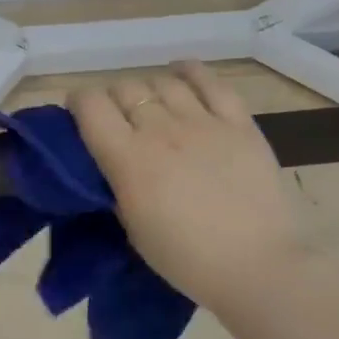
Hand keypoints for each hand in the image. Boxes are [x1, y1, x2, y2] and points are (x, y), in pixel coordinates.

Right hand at [69, 61, 304, 315]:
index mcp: (128, 158)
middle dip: (113, 99)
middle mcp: (161, 129)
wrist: (259, 267)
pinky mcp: (239, 123)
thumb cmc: (187, 259)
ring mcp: (203, 122)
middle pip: (125, 88)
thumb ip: (118, 184)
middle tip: (119, 120)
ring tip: (152, 105)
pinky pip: (211, 81)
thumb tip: (113, 162)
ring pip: (162, 81)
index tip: (79, 115)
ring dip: (149, 89)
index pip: (90, 105)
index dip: (78, 102)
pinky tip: (181, 73)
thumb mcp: (133, 227)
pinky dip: (190, 71)